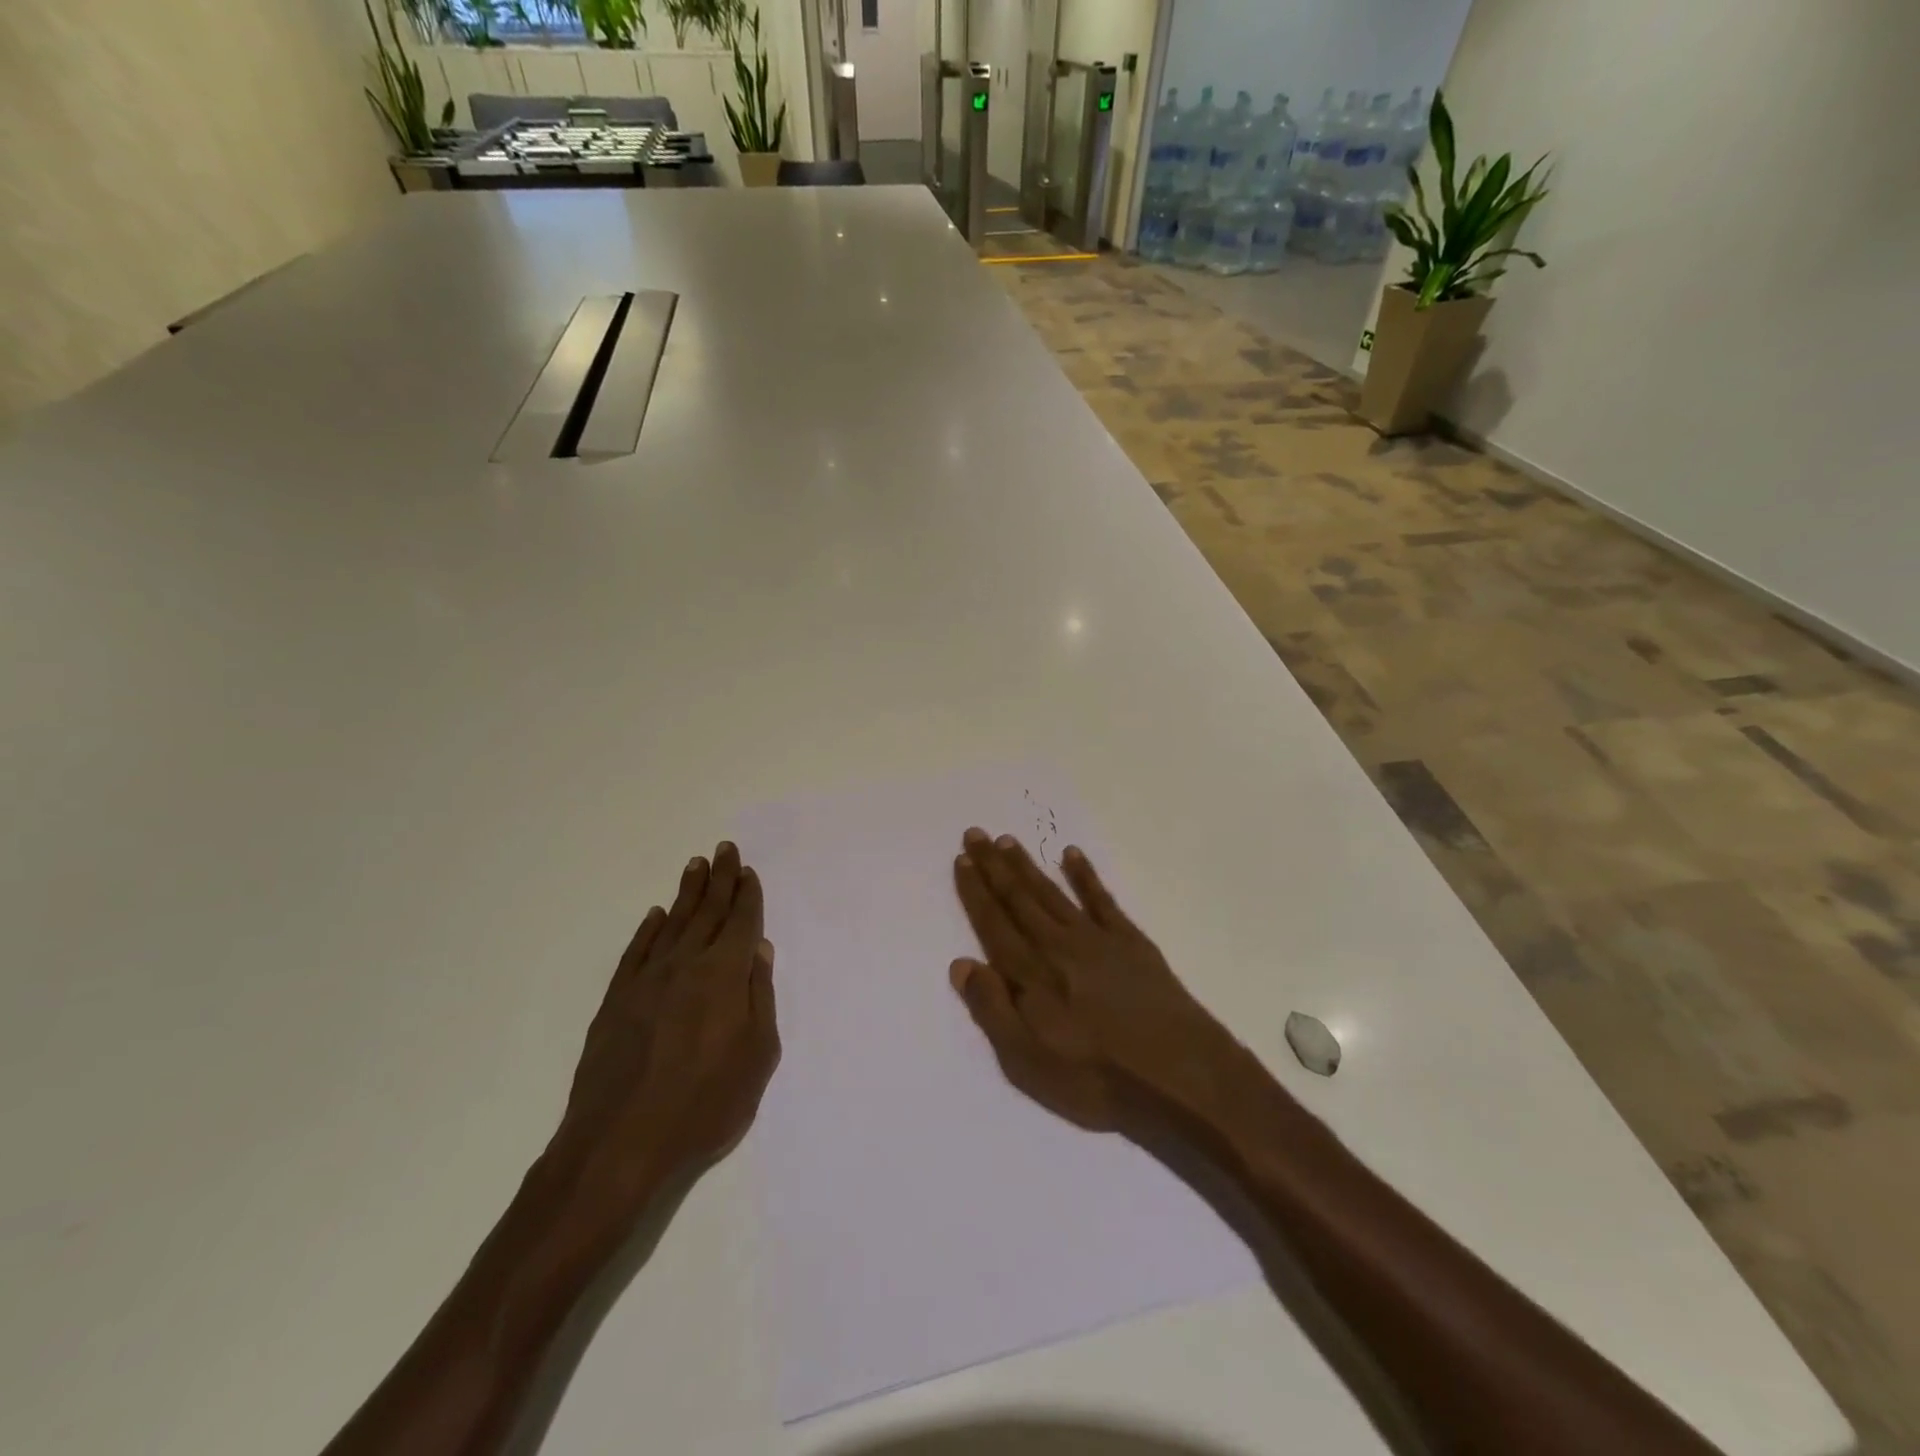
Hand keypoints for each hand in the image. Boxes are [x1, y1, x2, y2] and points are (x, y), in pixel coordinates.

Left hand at [551, 842, 778, 1242]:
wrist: (619, 1144)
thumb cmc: (704, 1106)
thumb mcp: (756, 1056)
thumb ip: (759, 997)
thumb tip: (758, 949)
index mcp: (724, 975)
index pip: (740, 922)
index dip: (746, 895)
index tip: (747, 870)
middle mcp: (685, 965)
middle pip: (706, 912)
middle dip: (718, 879)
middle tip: (723, 849)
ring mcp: (646, 980)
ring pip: (671, 924)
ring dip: (686, 893)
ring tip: (695, 866)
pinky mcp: (616, 1000)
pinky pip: (636, 952)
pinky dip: (648, 930)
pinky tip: (655, 916)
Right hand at [949, 829, 1266, 1138]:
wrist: (1180, 1075)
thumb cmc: (1096, 1078)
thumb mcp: (1028, 1063)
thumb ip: (992, 1010)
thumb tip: (961, 964)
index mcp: (1031, 974)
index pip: (994, 924)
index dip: (975, 892)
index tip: (961, 860)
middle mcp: (1058, 945)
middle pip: (1019, 899)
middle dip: (994, 866)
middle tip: (975, 834)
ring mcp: (1097, 939)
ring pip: (1052, 892)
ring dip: (1028, 865)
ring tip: (1007, 840)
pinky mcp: (1131, 941)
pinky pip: (1101, 898)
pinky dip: (1085, 875)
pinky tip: (1072, 855)